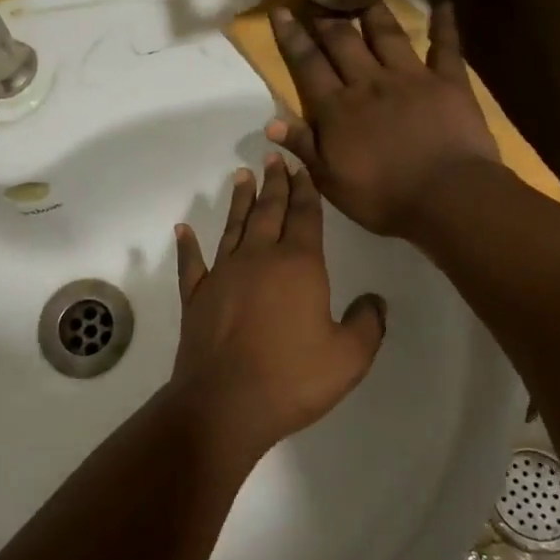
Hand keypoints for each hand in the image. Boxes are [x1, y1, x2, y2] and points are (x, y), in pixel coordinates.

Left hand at [170, 155, 386, 455]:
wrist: (225, 402)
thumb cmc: (292, 378)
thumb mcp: (349, 357)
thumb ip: (367, 324)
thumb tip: (376, 301)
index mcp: (298, 265)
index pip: (305, 217)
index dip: (305, 191)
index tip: (301, 168)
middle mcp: (258, 258)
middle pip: (268, 211)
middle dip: (274, 183)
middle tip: (273, 157)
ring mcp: (222, 274)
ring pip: (233, 227)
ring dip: (239, 201)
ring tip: (242, 176)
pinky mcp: (196, 296)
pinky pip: (191, 263)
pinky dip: (187, 245)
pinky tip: (182, 229)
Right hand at [267, 1, 498, 239]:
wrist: (447, 197)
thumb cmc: (383, 197)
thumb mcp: (330, 181)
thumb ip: (303, 146)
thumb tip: (270, 121)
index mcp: (338, 108)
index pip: (308, 64)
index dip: (292, 37)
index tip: (281, 11)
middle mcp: (370, 82)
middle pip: (344, 42)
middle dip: (328, 20)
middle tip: (319, 0)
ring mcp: (411, 78)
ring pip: (387, 35)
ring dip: (373, 13)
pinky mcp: (449, 82)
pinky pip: (447, 47)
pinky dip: (445, 24)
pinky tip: (445, 4)